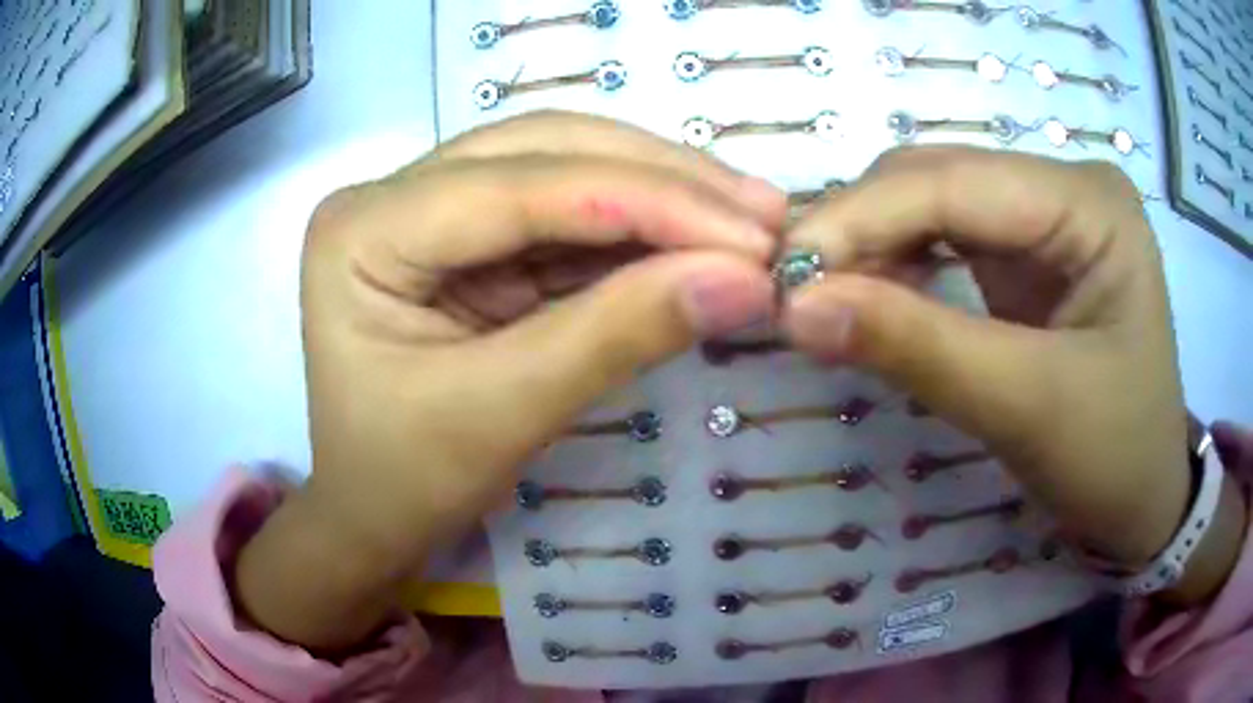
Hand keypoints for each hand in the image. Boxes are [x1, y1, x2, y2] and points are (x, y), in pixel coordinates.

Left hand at [234, 112, 786, 649]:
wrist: (373, 516)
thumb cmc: (406, 482)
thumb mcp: (504, 416)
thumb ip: (620, 336)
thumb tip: (746, 282)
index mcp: (362, 229)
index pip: (517, 187)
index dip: (645, 201)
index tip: (751, 235)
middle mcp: (390, 195)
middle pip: (543, 150)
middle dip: (662, 180)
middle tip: (763, 213)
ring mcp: (430, 206)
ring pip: (563, 165)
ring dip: (661, 191)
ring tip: (749, 217)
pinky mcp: (470, 237)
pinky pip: (566, 212)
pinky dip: (639, 226)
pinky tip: (699, 237)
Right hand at [782, 147, 1244, 601]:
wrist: (1144, 500)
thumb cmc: (1113, 459)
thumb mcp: (1026, 409)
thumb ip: (917, 349)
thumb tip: (795, 308)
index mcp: (1090, 204)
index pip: (957, 181)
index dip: (862, 219)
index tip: (781, 276)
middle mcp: (1065, 187)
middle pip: (938, 178)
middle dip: (860, 230)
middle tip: (792, 294)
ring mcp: (1046, 214)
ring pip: (932, 202)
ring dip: (871, 246)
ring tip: (822, 299)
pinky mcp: (1028, 250)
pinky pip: (945, 237)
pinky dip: (897, 266)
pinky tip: (869, 297)